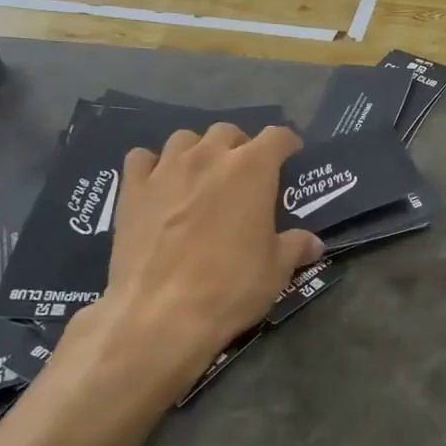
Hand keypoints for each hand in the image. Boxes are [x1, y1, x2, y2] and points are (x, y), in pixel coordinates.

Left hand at [67, 124, 321, 395]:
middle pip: (228, 132)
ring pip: (185, 139)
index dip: (288, 143)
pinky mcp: (132, 189)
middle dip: (240, 147)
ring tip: (201, 176)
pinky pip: (142, 158)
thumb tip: (313, 243)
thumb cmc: (230, 286)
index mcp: (252, 169)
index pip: (277, 136)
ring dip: (198, 151)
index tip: (291, 156)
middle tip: (244, 175)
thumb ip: (295, 247)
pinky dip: (153, 165)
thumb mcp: (276, 270)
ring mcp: (166, 169)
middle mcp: (209, 157)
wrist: (159, 313)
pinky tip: (159, 185)